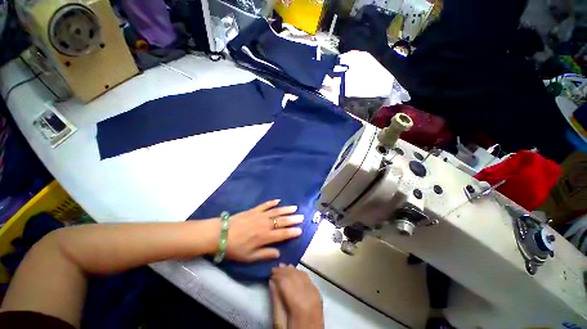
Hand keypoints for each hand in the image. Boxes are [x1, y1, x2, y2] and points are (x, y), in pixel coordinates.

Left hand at [224, 200, 303, 261]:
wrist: (220, 234)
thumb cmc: (235, 248)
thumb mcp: (249, 257)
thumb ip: (265, 254)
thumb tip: (278, 253)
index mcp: (265, 237)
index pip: (282, 234)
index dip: (292, 232)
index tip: (300, 230)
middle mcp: (265, 224)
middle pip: (282, 221)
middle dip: (293, 219)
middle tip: (301, 216)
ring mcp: (260, 215)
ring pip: (276, 211)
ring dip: (286, 209)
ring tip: (295, 207)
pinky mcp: (254, 210)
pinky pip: (265, 205)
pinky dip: (272, 202)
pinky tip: (278, 200)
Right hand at [270, 264, 323, 328]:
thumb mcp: (280, 324)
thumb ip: (276, 302)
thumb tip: (272, 281)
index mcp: (299, 304)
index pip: (287, 281)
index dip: (278, 274)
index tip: (269, 271)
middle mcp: (310, 295)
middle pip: (295, 276)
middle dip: (284, 270)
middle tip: (274, 268)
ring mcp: (316, 294)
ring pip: (302, 274)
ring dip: (291, 270)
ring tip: (282, 268)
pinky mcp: (319, 295)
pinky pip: (308, 279)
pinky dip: (299, 273)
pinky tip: (293, 273)